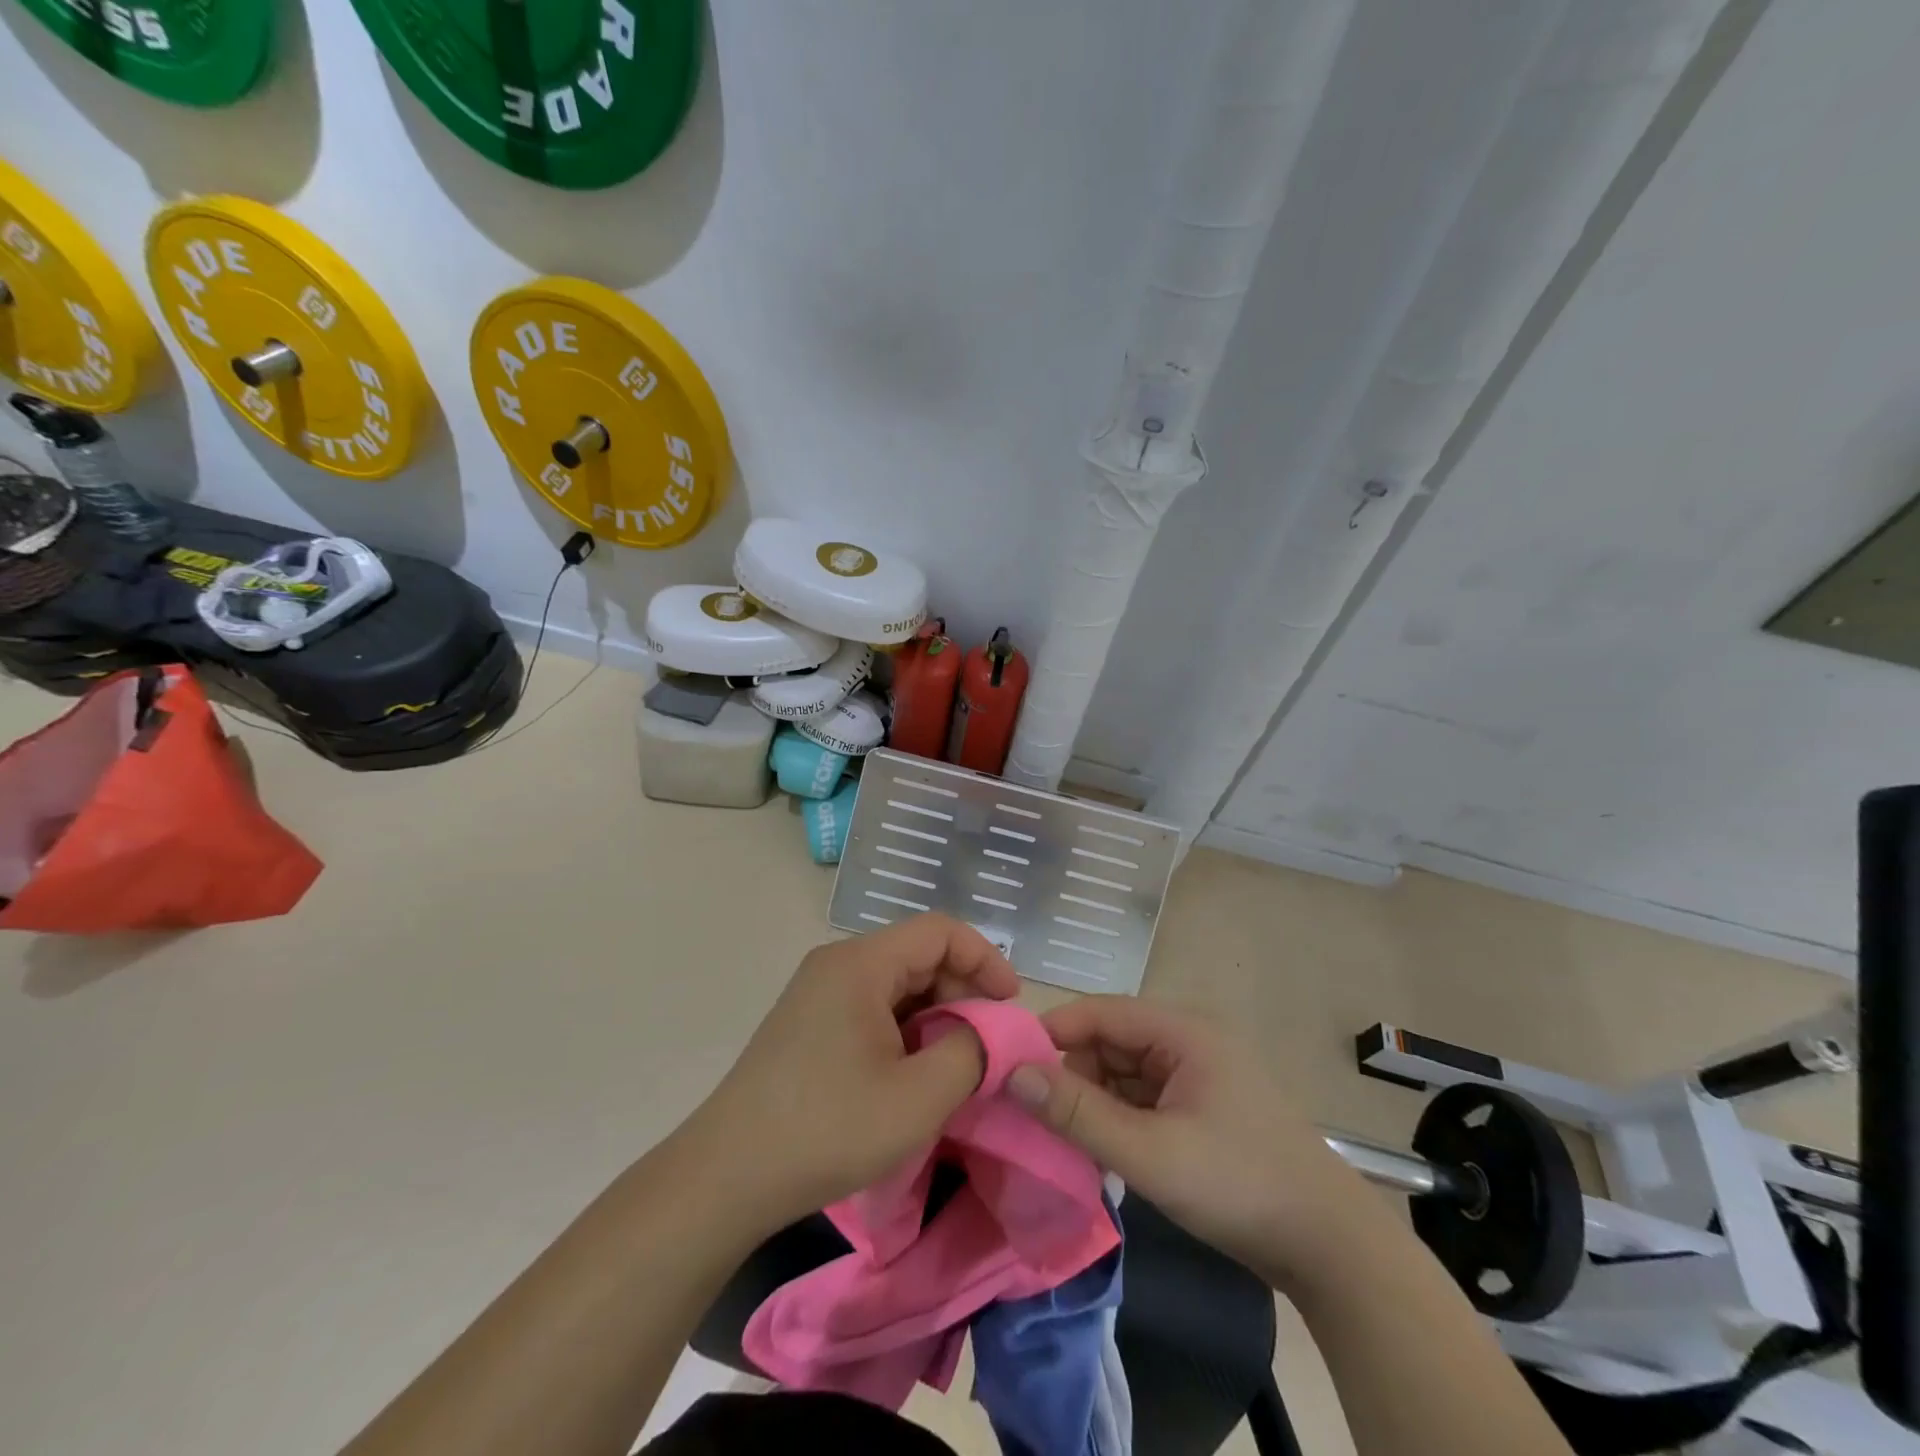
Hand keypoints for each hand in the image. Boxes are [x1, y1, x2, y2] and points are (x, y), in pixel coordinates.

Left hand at [681, 914, 1019, 1229]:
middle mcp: (837, 965)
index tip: (1011, 1004)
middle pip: (918, 956)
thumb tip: (993, 1033)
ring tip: (956, 1066)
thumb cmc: (827, 1129)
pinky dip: (906, 1032)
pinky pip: (873, 1009)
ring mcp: (819, 994)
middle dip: (962, 993)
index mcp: (860, 964)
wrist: (726, 1177)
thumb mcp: (918, 1097)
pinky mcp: (810, 1024)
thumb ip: (971, 1053)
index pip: (940, 931)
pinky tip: (915, 1075)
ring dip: (935, 1017)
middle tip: (987, 1046)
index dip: (985, 959)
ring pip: (897, 986)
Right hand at [1007, 997, 1367, 1286]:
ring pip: (1123, 1074)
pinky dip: (1117, 1119)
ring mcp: (1197, 1076)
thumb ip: (1079, 1114)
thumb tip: (1015, 1076)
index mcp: (1182, 1032)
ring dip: (1093, 1101)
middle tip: (1034, 1115)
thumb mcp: (1150, 1152)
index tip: (1009, 1063)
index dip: (1054, 1031)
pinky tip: (1098, 1152)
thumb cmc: (1239, 1184)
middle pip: (1110, 1042)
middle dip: (1071, 1074)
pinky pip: (1143, 1100)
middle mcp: (1188, 1042)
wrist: (1331, 1248)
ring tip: (1060, 1138)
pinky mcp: (1201, 1109)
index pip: (1101, 1012)